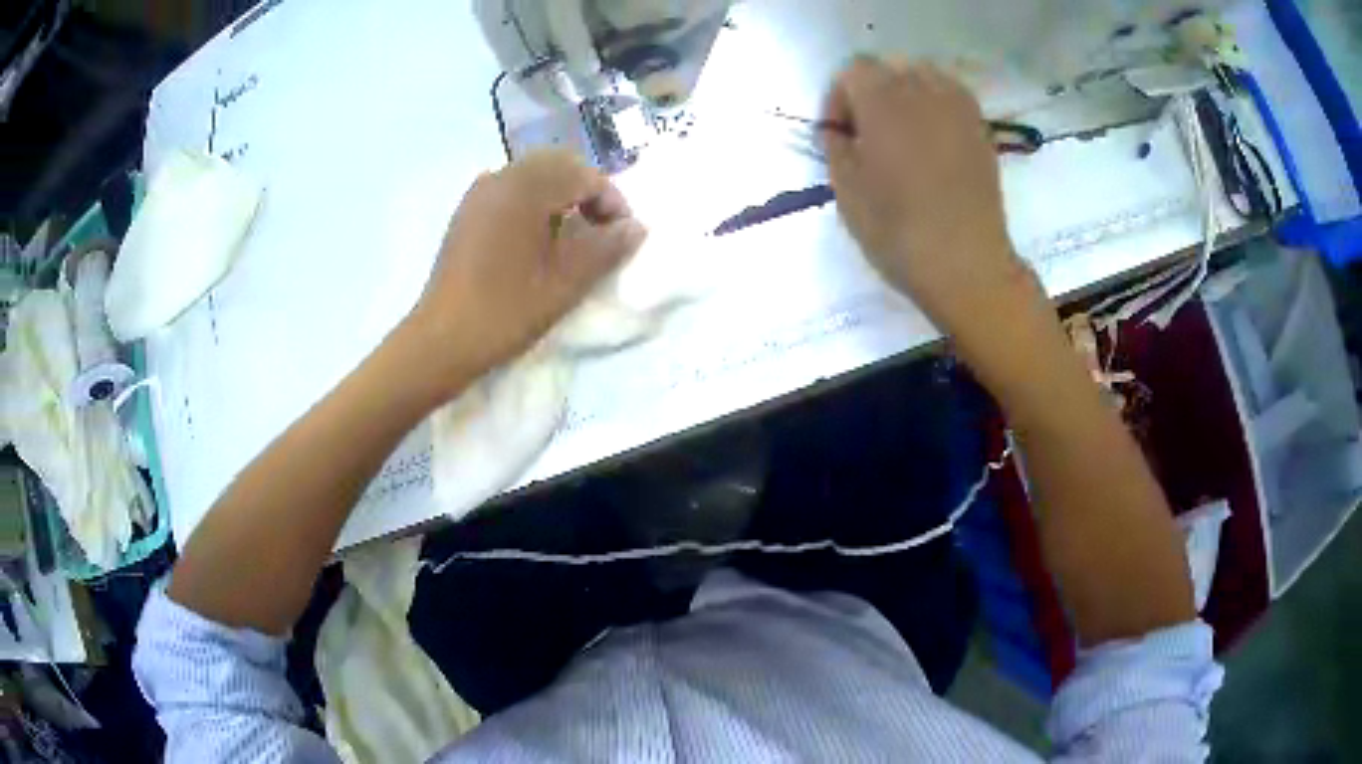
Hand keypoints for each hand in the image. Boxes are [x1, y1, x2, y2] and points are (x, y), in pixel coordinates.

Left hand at [405, 150, 646, 394]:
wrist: (442, 340)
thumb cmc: (506, 311)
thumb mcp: (566, 283)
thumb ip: (606, 248)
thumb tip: (635, 227)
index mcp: (525, 188)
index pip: (583, 175)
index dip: (611, 201)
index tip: (621, 236)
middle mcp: (501, 177)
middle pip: (558, 164)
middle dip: (587, 191)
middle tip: (601, 231)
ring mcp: (480, 193)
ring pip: (533, 174)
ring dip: (560, 194)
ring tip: (572, 235)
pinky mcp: (468, 212)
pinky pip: (511, 189)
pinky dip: (534, 201)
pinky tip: (537, 237)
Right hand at [823, 58, 1031, 337]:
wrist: (967, 265)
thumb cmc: (898, 230)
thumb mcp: (846, 190)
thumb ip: (835, 146)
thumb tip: (839, 130)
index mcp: (883, 99)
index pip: (853, 70)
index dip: (838, 98)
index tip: (838, 135)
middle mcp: (923, 90)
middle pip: (889, 67)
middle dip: (871, 92)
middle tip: (867, 134)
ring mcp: (958, 108)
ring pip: (924, 77)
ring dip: (905, 95)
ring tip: (902, 134)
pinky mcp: (981, 129)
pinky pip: (952, 97)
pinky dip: (935, 107)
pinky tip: (932, 142)